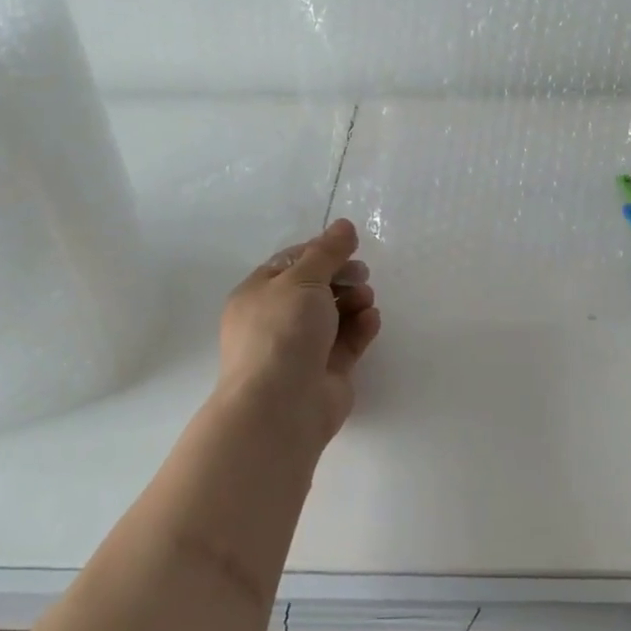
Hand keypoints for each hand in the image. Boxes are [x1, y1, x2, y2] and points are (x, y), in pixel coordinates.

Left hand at [217, 219, 379, 445]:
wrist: (281, 405)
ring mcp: (302, 348)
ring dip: (354, 301)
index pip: (291, 263)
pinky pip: (348, 341)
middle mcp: (277, 320)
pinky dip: (361, 327)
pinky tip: (371, 319)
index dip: (321, 252)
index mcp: (259, 294)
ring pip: (334, 315)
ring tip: (366, 299)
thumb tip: (344, 225)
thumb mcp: (303, 279)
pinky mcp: (326, 371)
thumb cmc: (282, 331)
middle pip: (315, 288)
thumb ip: (327, 251)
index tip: (349, 248)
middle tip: (362, 274)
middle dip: (342, 277)